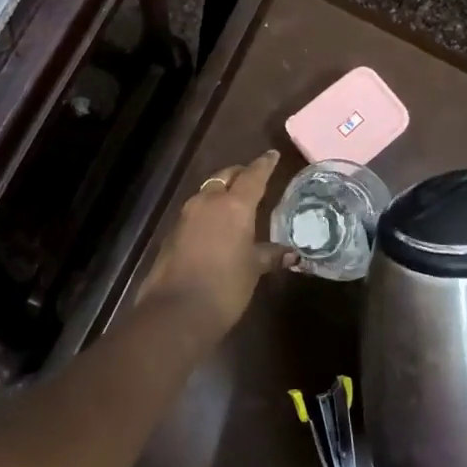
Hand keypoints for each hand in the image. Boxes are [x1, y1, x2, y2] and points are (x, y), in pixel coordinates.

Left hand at [137, 150, 294, 342]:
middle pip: (226, 177)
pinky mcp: (173, 231)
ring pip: (208, 192)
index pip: (253, 175)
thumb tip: (292, 254)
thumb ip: (270, 255)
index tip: (272, 155)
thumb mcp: (253, 269)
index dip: (264, 164)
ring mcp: (186, 215)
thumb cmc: (224, 287)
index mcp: (234, 205)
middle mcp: (208, 201)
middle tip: (254, 177)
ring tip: (237, 202)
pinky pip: (196, 211)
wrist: (176, 311)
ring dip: (222, 191)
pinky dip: (209, 211)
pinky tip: (217, 226)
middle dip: (240, 174)